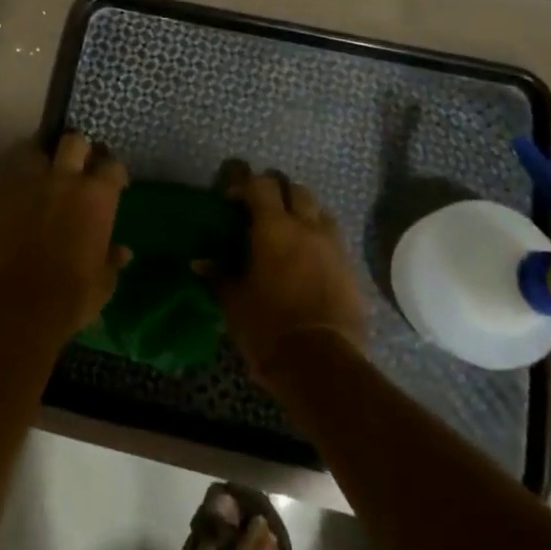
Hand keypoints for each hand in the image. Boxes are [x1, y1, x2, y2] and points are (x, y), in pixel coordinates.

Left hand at [0, 133, 131, 334]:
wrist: (22, 302)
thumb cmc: (73, 294)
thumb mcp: (103, 281)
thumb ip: (112, 259)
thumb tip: (123, 252)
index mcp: (97, 196)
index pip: (112, 165)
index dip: (112, 171)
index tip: (112, 182)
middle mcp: (66, 179)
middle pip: (74, 141)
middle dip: (77, 149)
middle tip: (77, 164)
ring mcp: (30, 182)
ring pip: (34, 148)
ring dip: (40, 156)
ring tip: (42, 169)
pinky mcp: (1, 194)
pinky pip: (9, 173)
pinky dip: (15, 177)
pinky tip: (18, 190)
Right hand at [209, 163, 366, 387]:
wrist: (321, 364)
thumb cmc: (268, 327)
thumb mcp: (234, 302)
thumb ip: (219, 276)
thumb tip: (199, 262)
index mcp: (274, 228)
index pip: (261, 185)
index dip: (246, 186)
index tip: (232, 202)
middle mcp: (307, 227)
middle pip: (297, 190)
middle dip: (279, 194)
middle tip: (263, 213)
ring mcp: (334, 247)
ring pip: (321, 212)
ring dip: (305, 214)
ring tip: (290, 234)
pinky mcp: (351, 270)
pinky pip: (335, 241)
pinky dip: (320, 241)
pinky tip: (309, 262)